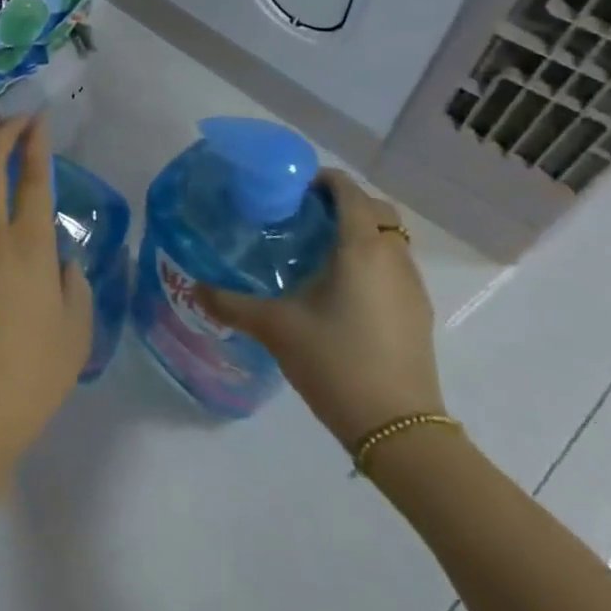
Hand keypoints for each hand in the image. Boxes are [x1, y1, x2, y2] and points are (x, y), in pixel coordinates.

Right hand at [196, 169, 444, 448]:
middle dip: (342, 202)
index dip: (321, 180)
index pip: (349, 191)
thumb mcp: (274, 327)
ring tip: (316, 249)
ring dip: (358, 231)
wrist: (398, 429)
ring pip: (389, 238)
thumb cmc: (335, 361)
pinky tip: (339, 287)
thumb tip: (193, 287)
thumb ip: (230, 302)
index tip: (289, 188)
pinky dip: (370, 258)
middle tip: (301, 215)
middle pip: (375, 209)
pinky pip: (394, 265)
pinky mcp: (418, 312)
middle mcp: (393, 258)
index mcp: (361, 248)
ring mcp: (412, 286)